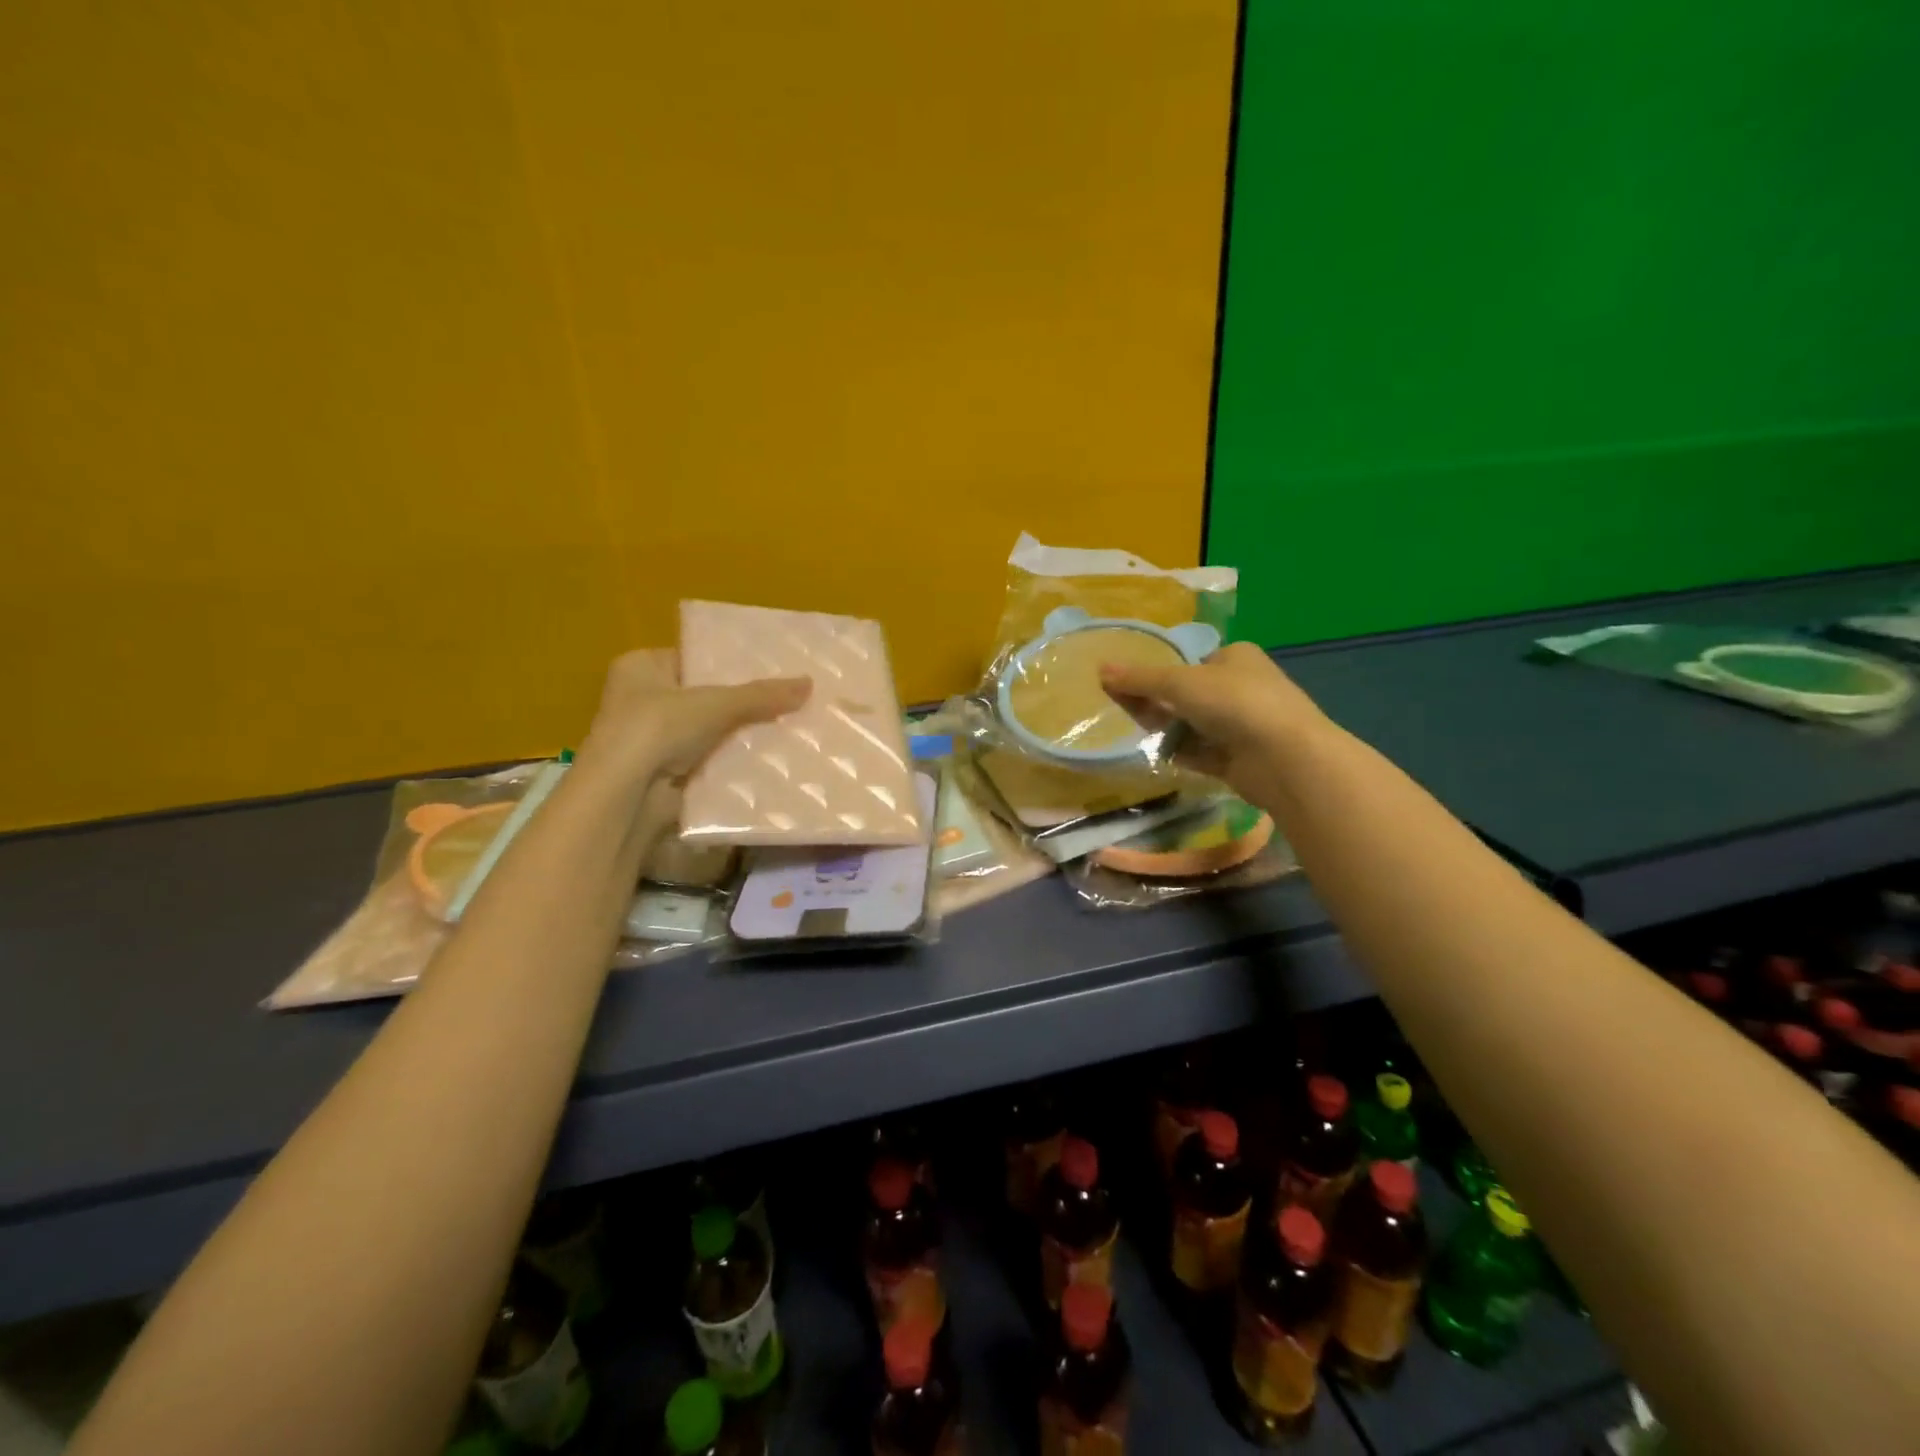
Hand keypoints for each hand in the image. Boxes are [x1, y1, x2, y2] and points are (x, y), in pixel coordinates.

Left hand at [581, 649, 810, 781]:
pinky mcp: (665, 774)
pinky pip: (709, 761)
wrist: (626, 795)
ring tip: (789, 728)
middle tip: (788, 700)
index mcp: (641, 667)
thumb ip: (760, 694)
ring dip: (740, 735)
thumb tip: (810, 684)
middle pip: (705, 697)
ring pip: (710, 732)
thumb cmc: (657, 728)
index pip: (695, 658)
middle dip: (743, 703)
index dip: (732, 664)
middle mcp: (641, 699)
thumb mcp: (716, 703)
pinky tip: (770, 761)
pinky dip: (733, 763)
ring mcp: (651, 740)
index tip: (772, 670)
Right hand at [1099, 641, 1325, 798]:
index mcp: (1235, 657)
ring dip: (1166, 730)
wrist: (1285, 758)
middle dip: (1157, 704)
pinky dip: (1180, 753)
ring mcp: (1241, 724)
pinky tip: (1157, 756)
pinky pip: (1200, 752)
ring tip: (1136, 734)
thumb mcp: (1180, 683)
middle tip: (1124, 711)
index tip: (1126, 686)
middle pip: (1187, 694)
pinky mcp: (1238, 758)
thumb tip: (1101, 669)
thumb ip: (1139, 679)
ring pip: (1192, 725)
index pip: (1190, 661)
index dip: (1157, 673)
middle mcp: (1241, 687)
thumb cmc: (1235, 703)